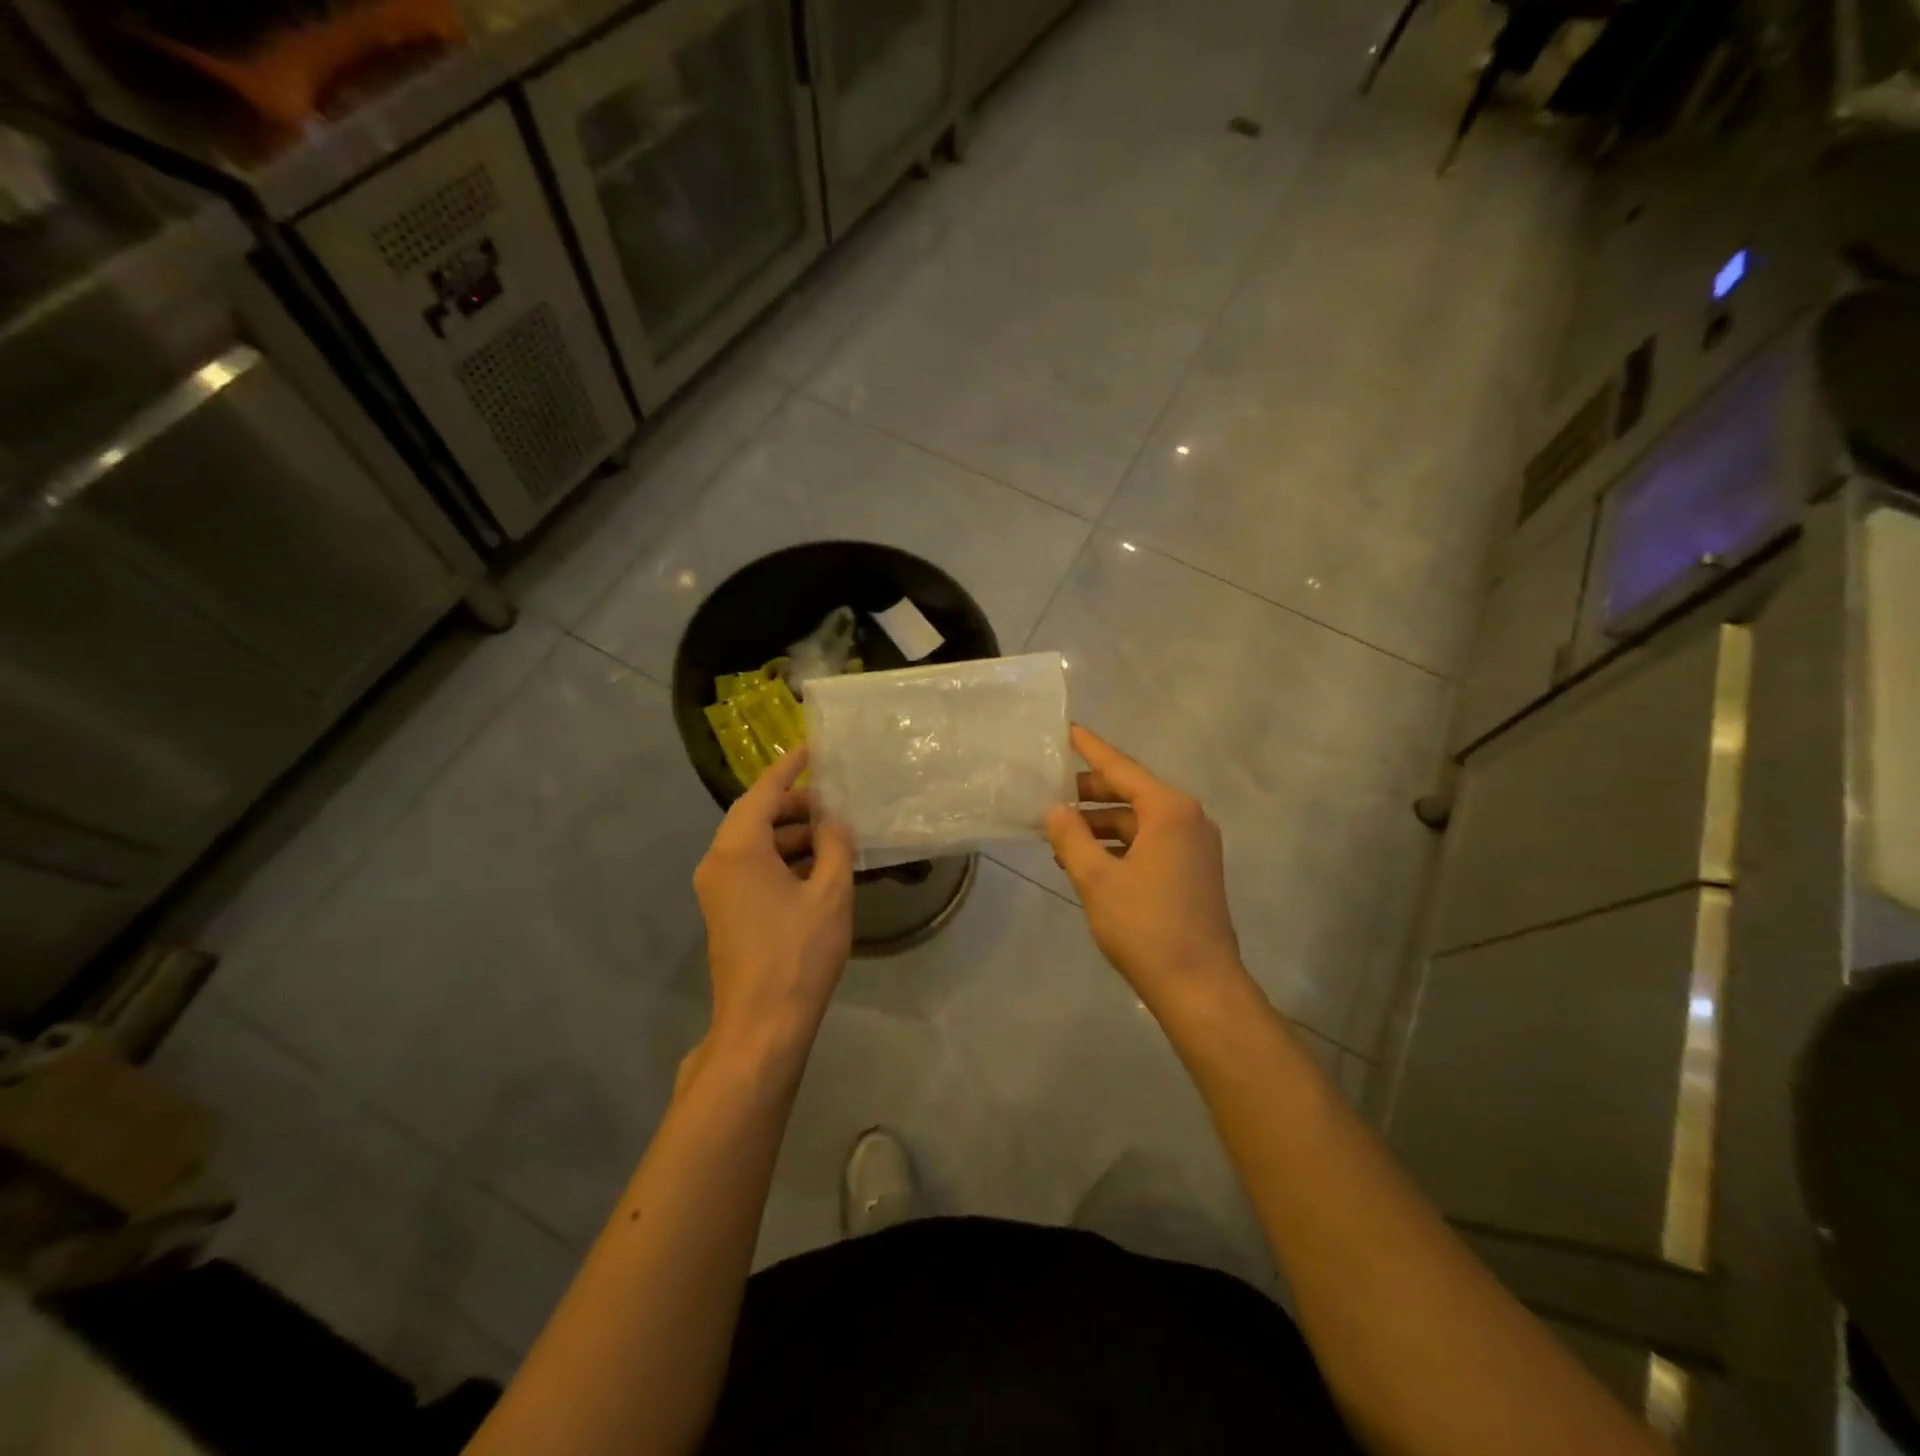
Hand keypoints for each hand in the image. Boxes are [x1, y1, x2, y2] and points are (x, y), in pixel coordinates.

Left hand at [693, 747, 853, 1061]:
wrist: (762, 1026)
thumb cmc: (798, 953)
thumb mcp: (830, 892)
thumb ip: (834, 846)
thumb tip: (833, 821)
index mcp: (737, 849)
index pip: (763, 792)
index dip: (790, 768)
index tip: (813, 748)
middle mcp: (718, 863)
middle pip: (755, 817)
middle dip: (795, 806)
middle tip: (835, 802)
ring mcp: (717, 890)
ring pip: (754, 845)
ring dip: (791, 836)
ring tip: (834, 836)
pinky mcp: (725, 913)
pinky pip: (752, 869)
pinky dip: (782, 860)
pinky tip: (817, 868)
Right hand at [1046, 725, 1244, 1009]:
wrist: (1198, 985)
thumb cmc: (1145, 926)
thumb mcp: (1097, 879)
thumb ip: (1071, 837)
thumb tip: (1055, 810)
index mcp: (1169, 810)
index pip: (1121, 767)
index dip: (1090, 749)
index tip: (1068, 729)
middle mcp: (1188, 819)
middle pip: (1131, 792)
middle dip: (1090, 794)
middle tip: (1050, 795)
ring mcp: (1194, 846)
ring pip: (1139, 821)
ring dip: (1100, 825)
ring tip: (1060, 836)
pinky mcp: (1193, 870)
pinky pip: (1150, 843)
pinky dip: (1118, 845)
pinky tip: (1087, 860)